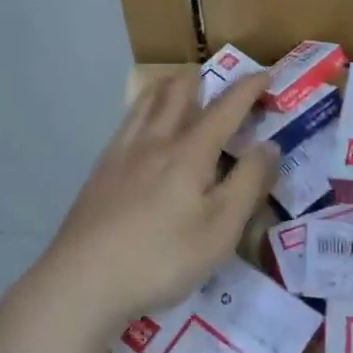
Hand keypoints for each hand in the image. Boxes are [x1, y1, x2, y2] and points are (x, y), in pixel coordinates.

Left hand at [33, 71, 275, 333]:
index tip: (265, 74)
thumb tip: (269, 145)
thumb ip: (248, 183)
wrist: (84, 278)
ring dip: (168, 86)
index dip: (248, 88)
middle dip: (202, 78)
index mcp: (190, 152)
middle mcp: (156, 141)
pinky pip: (127, 123)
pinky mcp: (100, 170)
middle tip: (217, 77)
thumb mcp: (221, 229)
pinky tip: (140, 125)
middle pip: (178, 93)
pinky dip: (142, 109)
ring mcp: (122, 152)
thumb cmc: (162, 257)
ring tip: (178, 84)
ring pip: (147, 102)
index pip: (226, 108)